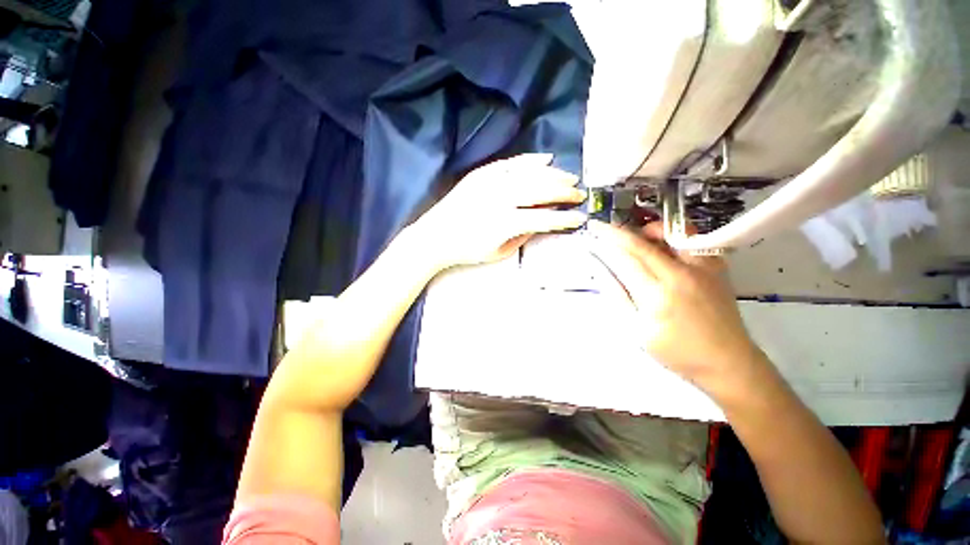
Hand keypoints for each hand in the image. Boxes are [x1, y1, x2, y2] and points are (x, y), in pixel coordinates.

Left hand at [412, 154, 586, 268]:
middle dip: (564, 192)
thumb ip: (523, 236)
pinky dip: (530, 160)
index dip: (565, 218)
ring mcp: (490, 182)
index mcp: (505, 222)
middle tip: (579, 193)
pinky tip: (545, 159)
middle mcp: (501, 198)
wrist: (435, 237)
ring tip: (569, 177)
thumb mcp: (498, 252)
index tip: (580, 218)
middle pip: (541, 190)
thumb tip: (542, 223)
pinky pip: (510, 162)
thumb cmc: (467, 251)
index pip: (544, 218)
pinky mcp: (481, 174)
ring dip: (553, 174)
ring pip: (529, 173)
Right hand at [587, 220, 765, 394]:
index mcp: (657, 296)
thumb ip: (618, 297)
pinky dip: (673, 234)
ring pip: (670, 234)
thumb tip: (601, 270)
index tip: (592, 233)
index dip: (606, 244)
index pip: (625, 260)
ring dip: (646, 229)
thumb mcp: (637, 331)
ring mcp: (701, 269)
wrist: (728, 361)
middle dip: (617, 232)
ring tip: (633, 233)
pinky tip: (662, 243)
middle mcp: (680, 276)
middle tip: (601, 225)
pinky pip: (692, 240)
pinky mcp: (716, 268)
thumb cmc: (677, 351)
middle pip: (642, 245)